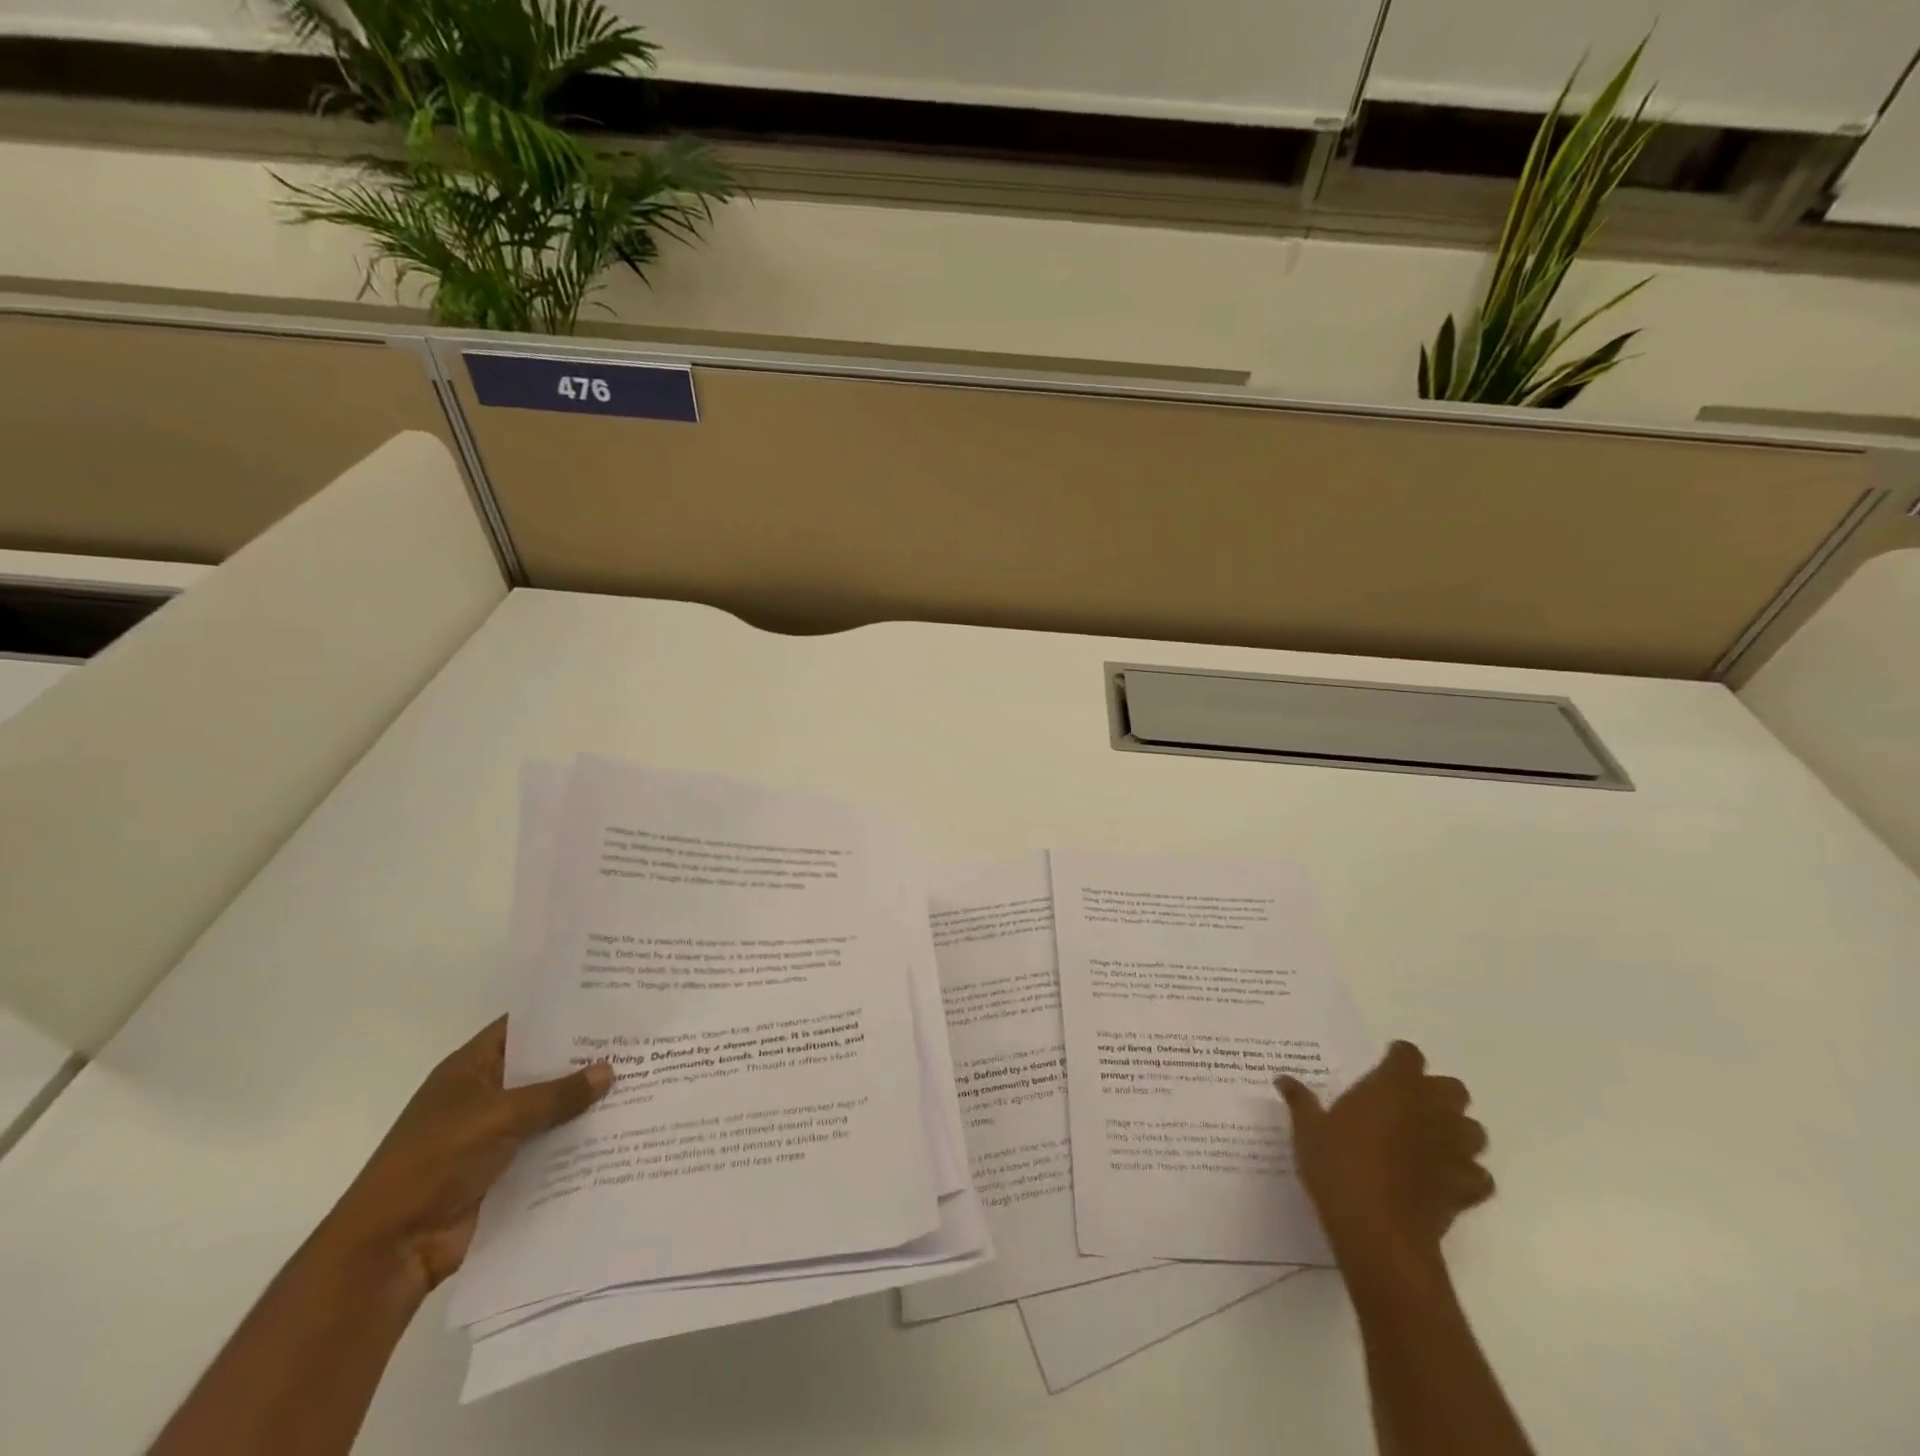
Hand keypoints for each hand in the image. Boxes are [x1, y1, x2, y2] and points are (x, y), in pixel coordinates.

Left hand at [323, 1017, 612, 1300]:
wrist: (390, 1249)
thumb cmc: (434, 1162)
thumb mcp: (499, 1116)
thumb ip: (556, 1094)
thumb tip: (610, 1070)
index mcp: (470, 1069)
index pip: (523, 1027)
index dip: (562, 1015)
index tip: (610, 1003)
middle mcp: (485, 1095)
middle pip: (542, 1068)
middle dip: (585, 1059)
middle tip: (638, 1042)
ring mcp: (495, 1135)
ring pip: (551, 1109)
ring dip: (586, 1103)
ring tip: (642, 1082)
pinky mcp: (507, 1170)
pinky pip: (550, 1146)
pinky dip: (578, 1141)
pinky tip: (620, 1130)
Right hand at [1277, 1041, 1492, 1271]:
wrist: (1379, 1233)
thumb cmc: (1339, 1168)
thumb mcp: (1308, 1130)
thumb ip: (1300, 1101)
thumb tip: (1283, 1079)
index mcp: (1393, 1087)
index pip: (1408, 1055)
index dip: (1398, 1058)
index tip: (1382, 1066)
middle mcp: (1430, 1110)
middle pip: (1452, 1088)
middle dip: (1436, 1093)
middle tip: (1406, 1104)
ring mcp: (1454, 1150)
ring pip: (1473, 1129)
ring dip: (1456, 1130)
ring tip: (1429, 1139)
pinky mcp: (1466, 1187)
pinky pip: (1478, 1174)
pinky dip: (1466, 1173)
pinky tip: (1443, 1178)